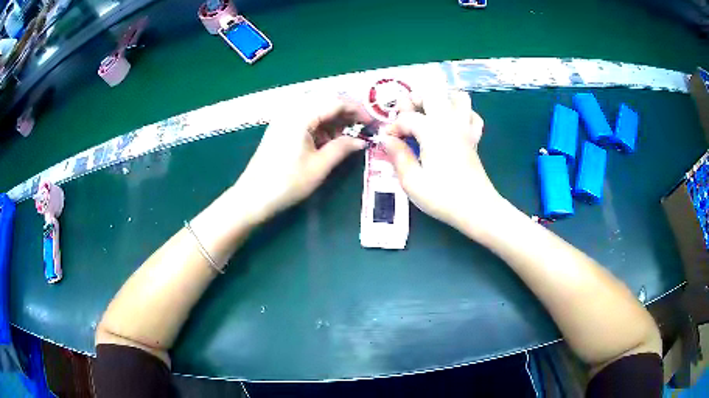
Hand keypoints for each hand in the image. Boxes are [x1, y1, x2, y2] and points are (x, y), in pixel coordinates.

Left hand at [233, 96, 370, 224]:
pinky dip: (320, 126)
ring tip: (345, 138)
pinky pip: (306, 118)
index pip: (336, 101)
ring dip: (333, 120)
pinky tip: (327, 141)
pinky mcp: (281, 127)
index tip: (372, 123)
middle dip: (346, 113)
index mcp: (301, 115)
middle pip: (326, 101)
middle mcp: (292, 110)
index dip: (357, 110)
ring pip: (316, 109)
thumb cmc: (286, 183)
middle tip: (361, 129)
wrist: (253, 197)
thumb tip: (362, 141)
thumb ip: (342, 148)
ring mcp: (284, 118)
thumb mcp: (319, 166)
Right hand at [380, 90, 503, 233]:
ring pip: (458, 97)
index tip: (387, 142)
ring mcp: (465, 128)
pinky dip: (461, 113)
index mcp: (433, 131)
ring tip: (429, 115)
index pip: (407, 117)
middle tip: (405, 119)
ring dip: (441, 100)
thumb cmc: (443, 197)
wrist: (477, 209)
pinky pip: (472, 115)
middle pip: (432, 94)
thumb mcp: (412, 181)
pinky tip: (451, 125)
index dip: (393, 127)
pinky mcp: (474, 138)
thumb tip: (386, 139)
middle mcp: (450, 122)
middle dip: (414, 101)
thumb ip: (398, 155)